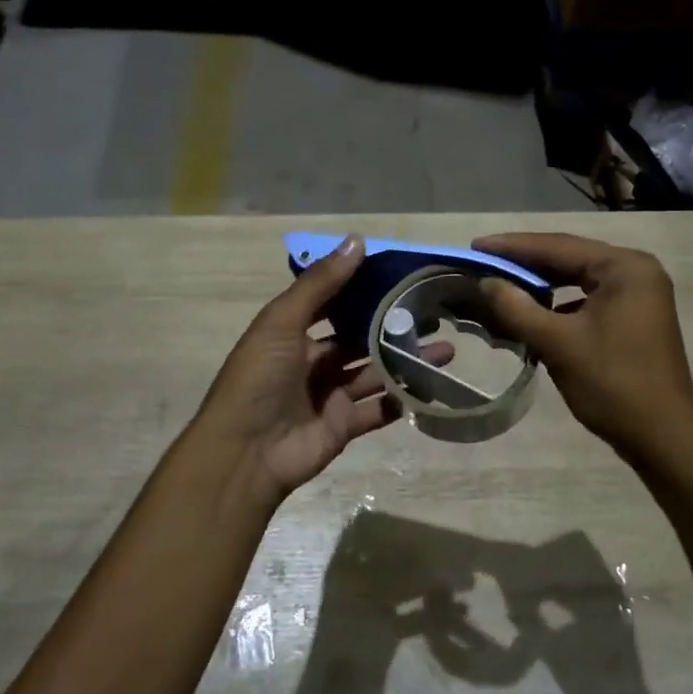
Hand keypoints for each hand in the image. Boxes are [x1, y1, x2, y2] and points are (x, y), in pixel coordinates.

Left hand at [191, 234, 445, 504]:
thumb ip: (321, 284)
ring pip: (375, 372)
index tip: (400, 275)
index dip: (362, 289)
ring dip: (407, 361)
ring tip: (447, 348)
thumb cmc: (259, 379)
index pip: (333, 304)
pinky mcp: (344, 426)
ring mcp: (329, 395)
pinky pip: (378, 409)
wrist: (245, 453)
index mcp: (292, 333)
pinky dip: (402, 399)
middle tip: (434, 313)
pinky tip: (431, 385)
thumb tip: (357, 240)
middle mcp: (312, 361)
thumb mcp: (282, 322)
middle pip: (360, 339)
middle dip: (393, 327)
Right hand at [475, 232, 692, 463]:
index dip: (512, 246)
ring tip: (500, 284)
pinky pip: (586, 299)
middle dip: (524, 263)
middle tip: (482, 263)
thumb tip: (485, 283)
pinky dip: (557, 304)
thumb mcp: (557, 343)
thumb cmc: (612, 383)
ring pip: (576, 279)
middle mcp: (636, 271)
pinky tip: (530, 312)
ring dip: (539, 284)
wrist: (662, 438)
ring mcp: (638, 295)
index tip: (475, 247)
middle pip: (569, 258)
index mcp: (624, 268)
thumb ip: (517, 307)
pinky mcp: (633, 318)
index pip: (558, 246)